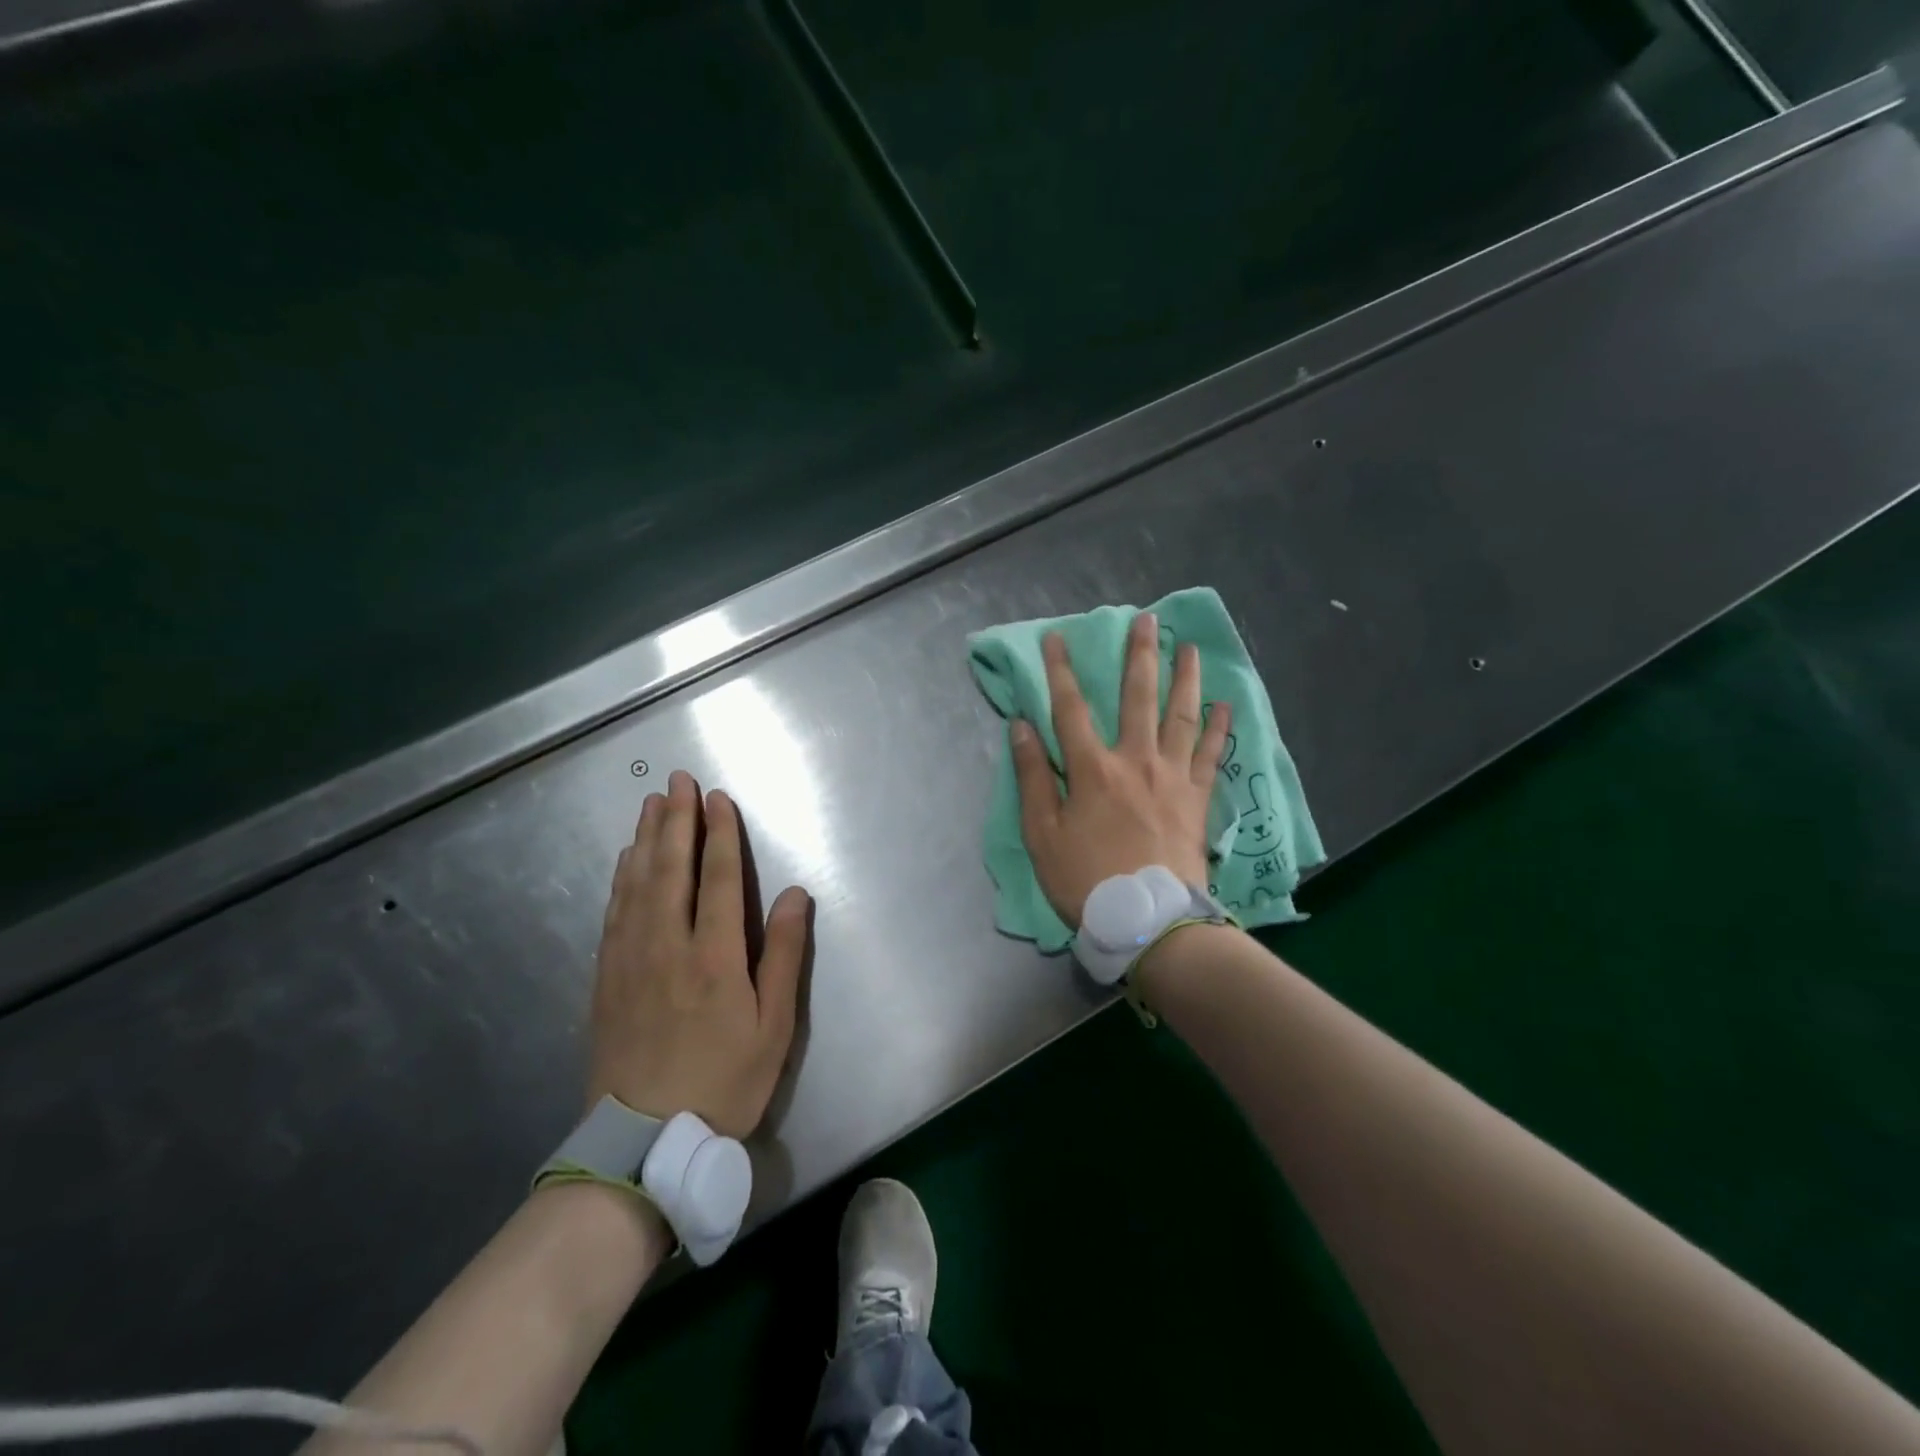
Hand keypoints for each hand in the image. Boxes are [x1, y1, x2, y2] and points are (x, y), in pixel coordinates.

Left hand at [588, 770, 810, 1138]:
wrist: (644, 1142)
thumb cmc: (724, 1083)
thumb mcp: (774, 1028)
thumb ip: (785, 956)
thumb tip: (796, 895)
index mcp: (715, 956)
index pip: (720, 878)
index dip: (720, 834)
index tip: (716, 798)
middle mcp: (669, 945)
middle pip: (672, 869)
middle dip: (677, 820)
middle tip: (677, 780)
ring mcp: (630, 959)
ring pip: (638, 884)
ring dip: (646, 839)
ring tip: (651, 804)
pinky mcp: (606, 978)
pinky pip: (613, 913)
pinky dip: (621, 878)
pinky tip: (626, 860)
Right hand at [1010, 610, 1230, 926]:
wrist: (1148, 919)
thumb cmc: (1086, 879)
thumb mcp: (1042, 834)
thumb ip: (1032, 777)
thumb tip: (1021, 726)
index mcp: (1092, 769)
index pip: (1070, 708)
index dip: (1061, 670)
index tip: (1057, 638)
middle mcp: (1135, 760)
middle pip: (1137, 697)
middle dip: (1139, 654)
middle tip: (1147, 619)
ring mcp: (1172, 777)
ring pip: (1181, 715)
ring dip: (1184, 677)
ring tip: (1189, 646)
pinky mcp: (1197, 798)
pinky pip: (1210, 754)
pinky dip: (1219, 727)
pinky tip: (1225, 704)